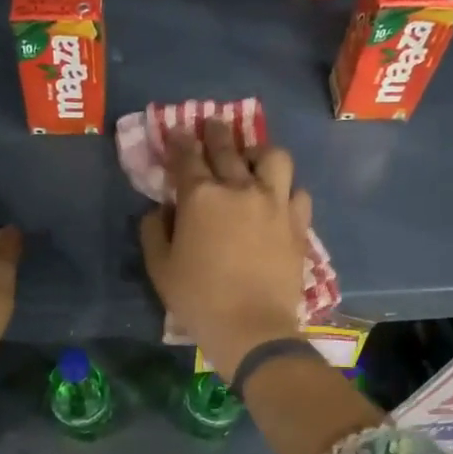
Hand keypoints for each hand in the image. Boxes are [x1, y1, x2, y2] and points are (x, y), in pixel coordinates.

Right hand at [138, 123, 312, 379]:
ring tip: (253, 159)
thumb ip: (154, 232)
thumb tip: (159, 211)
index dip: (180, 141)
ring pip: (273, 158)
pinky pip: (298, 192)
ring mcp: (274, 203)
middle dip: (217, 132)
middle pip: (228, 147)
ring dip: (260, 153)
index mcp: (200, 197)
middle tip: (213, 125)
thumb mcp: (160, 268)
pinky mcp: (297, 223)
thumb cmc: (198, 298)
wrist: (252, 327)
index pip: (187, 157)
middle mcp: (239, 189)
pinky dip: (286, 190)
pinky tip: (279, 198)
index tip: (178, 131)